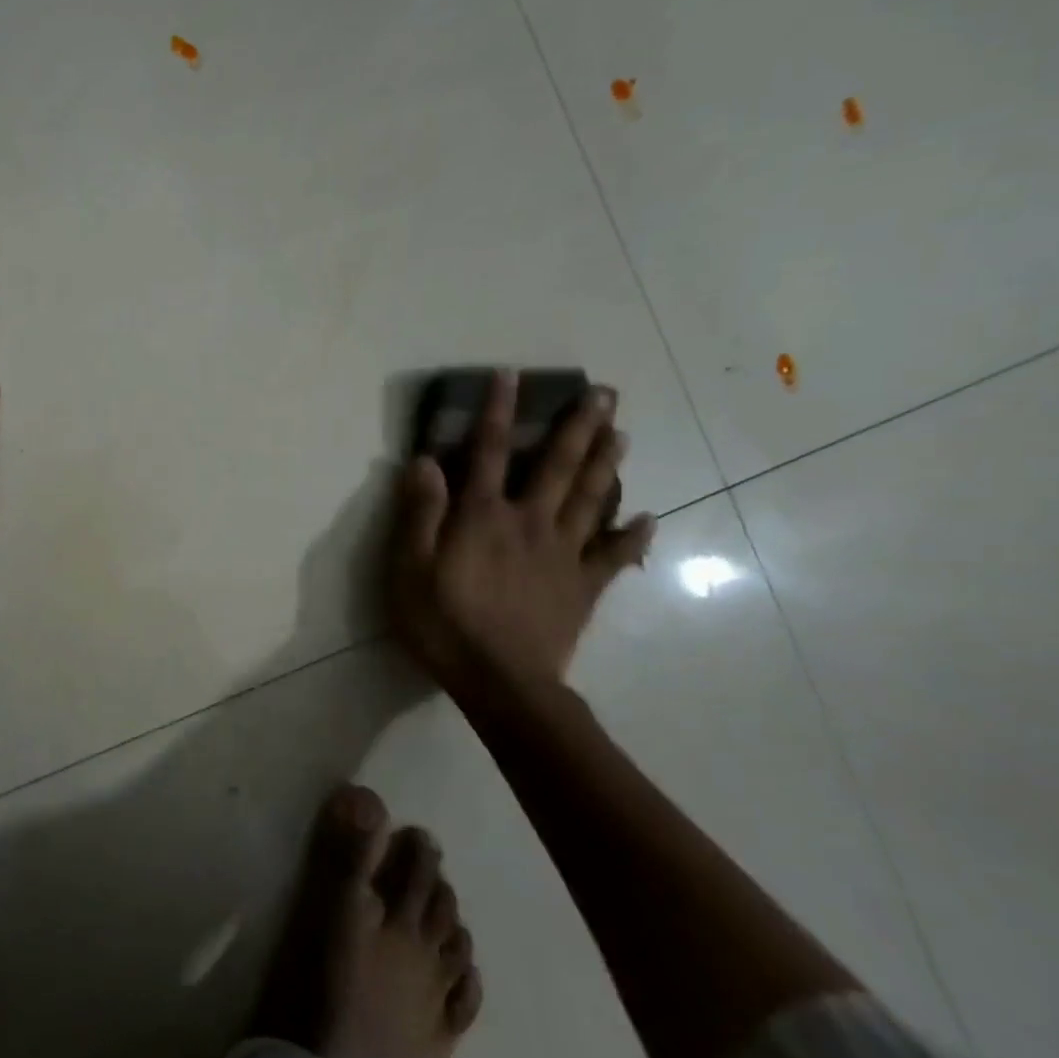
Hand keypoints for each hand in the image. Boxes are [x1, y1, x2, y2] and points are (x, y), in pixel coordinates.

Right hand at [389, 370, 654, 695]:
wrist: (500, 682)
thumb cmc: (442, 622)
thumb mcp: (408, 568)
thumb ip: (419, 513)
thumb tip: (424, 461)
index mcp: (482, 516)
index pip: (487, 452)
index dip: (496, 412)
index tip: (510, 376)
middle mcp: (528, 522)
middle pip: (557, 466)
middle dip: (577, 426)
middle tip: (603, 394)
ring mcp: (563, 553)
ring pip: (592, 498)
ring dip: (607, 462)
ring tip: (623, 432)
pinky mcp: (583, 586)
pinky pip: (614, 554)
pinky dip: (634, 534)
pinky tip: (649, 517)